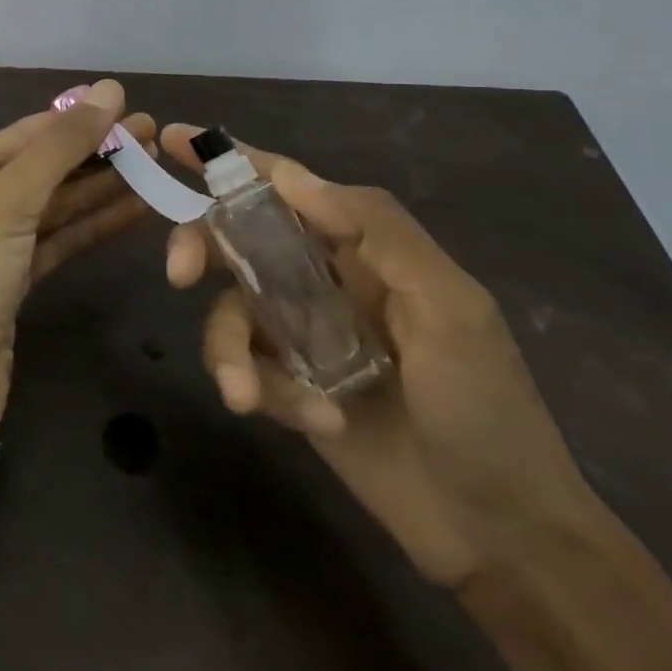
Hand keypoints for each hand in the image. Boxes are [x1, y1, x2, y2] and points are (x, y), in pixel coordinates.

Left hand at [0, 81, 155, 422]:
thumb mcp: (8, 202)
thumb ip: (60, 146)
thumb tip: (108, 88)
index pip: (26, 135)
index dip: (79, 120)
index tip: (131, 107)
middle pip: (44, 168)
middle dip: (97, 153)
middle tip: (155, 136)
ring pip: (57, 205)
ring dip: (104, 187)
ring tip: (156, 166)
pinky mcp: (15, 278)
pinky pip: (60, 239)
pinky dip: (95, 225)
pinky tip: (136, 209)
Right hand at [162, 125, 605, 589]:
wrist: (499, 532)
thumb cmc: (486, 408)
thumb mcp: (450, 308)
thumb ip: (377, 230)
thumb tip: (292, 176)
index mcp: (361, 248)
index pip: (285, 187)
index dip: (229, 159)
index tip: (171, 137)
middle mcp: (321, 281)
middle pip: (235, 239)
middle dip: (200, 248)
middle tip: (179, 275)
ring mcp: (300, 335)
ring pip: (228, 311)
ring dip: (229, 350)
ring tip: (246, 395)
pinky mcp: (286, 385)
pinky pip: (244, 367)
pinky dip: (264, 391)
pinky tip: (314, 422)